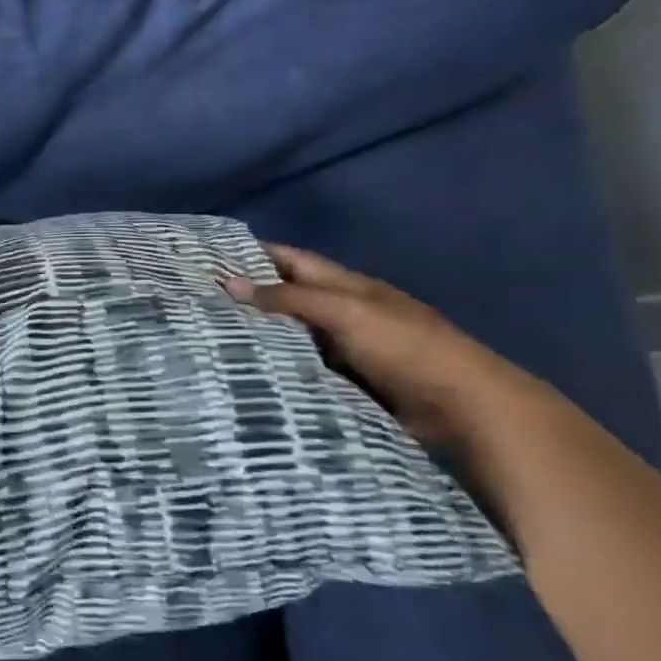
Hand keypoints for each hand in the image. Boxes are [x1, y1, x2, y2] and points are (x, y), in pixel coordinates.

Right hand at [223, 243, 551, 452]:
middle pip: (288, 298)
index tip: (208, 256)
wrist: (464, 407)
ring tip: (208, 339)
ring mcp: (344, 350)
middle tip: (196, 303)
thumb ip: (290, 298)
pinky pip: (303, 369)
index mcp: (346, 285)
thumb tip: (230, 282)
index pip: (291, 260)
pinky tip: (245, 375)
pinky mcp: (346, 384)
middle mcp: (342, 312)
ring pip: (292, 337)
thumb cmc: (405, 347)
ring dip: (259, 337)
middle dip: (248, 298)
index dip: (254, 254)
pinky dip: (278, 369)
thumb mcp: (346, 312)